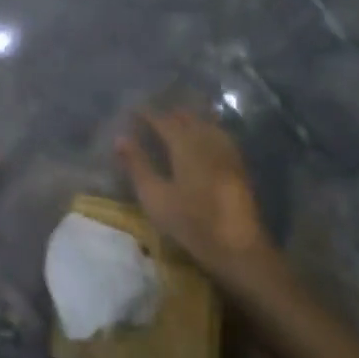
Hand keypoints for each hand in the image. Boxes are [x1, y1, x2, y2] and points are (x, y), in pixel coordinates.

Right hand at [117, 109, 272, 279]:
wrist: (238, 247)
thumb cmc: (191, 222)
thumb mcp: (155, 196)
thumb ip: (138, 165)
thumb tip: (120, 138)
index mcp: (185, 144)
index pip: (163, 120)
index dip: (147, 114)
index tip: (133, 110)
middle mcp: (207, 140)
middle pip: (187, 119)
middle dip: (169, 114)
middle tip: (152, 116)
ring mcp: (226, 152)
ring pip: (206, 125)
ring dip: (189, 120)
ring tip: (175, 121)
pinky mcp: (238, 166)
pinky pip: (219, 136)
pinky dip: (206, 130)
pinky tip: (204, 139)